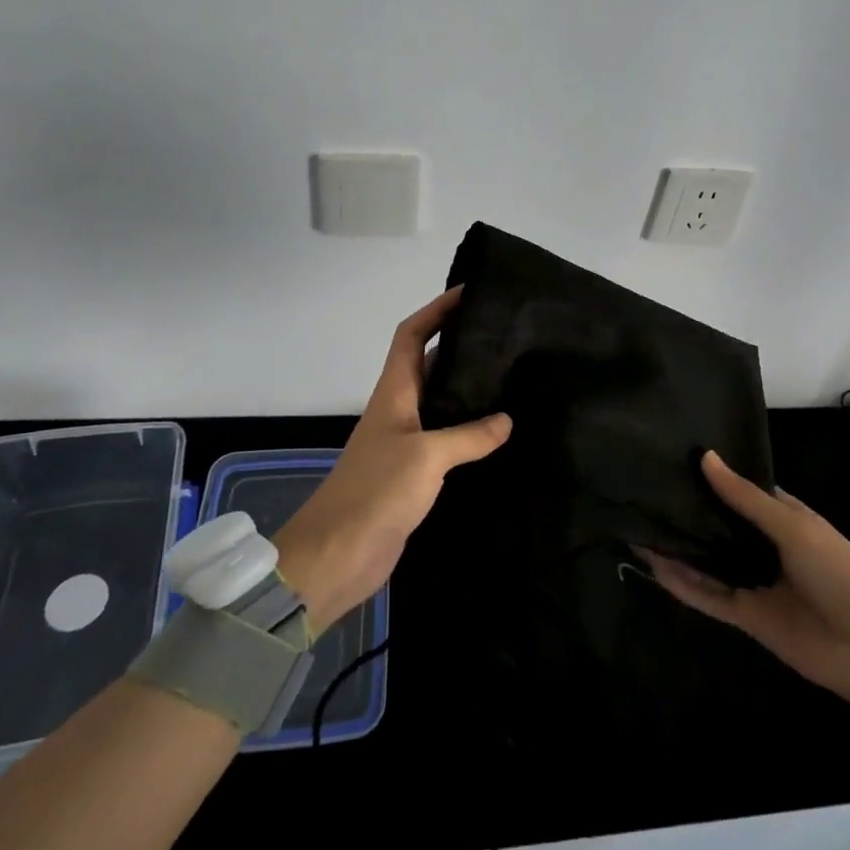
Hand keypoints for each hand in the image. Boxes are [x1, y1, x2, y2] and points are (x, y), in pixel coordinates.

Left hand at [273, 288, 510, 633]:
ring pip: (441, 404)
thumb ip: (469, 436)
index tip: (468, 293)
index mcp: (394, 393)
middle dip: (461, 346)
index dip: (436, 310)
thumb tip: (507, 419)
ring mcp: (406, 443)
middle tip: (505, 337)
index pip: (412, 336)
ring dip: (468, 391)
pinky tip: (499, 438)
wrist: (337, 556)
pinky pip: (447, 441)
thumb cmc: (375, 491)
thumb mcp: (426, 456)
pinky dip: (470, 433)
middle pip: (429, 364)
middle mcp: (399, 410)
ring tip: (512, 380)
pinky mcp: (414, 475)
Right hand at [643, 451, 849, 740]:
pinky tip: (653, 563)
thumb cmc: (841, 572)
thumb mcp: (794, 527)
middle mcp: (763, 546)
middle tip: (643, 487)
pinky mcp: (747, 615)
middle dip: (688, 510)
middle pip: (718, 525)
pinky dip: (682, 582)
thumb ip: (745, 498)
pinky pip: (708, 595)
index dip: (710, 477)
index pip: (739, 491)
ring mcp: (754, 581)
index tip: (673, 457)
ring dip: (679, 546)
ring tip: (637, 523)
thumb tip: (704, 457)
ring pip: (707, 560)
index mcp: (782, 518)